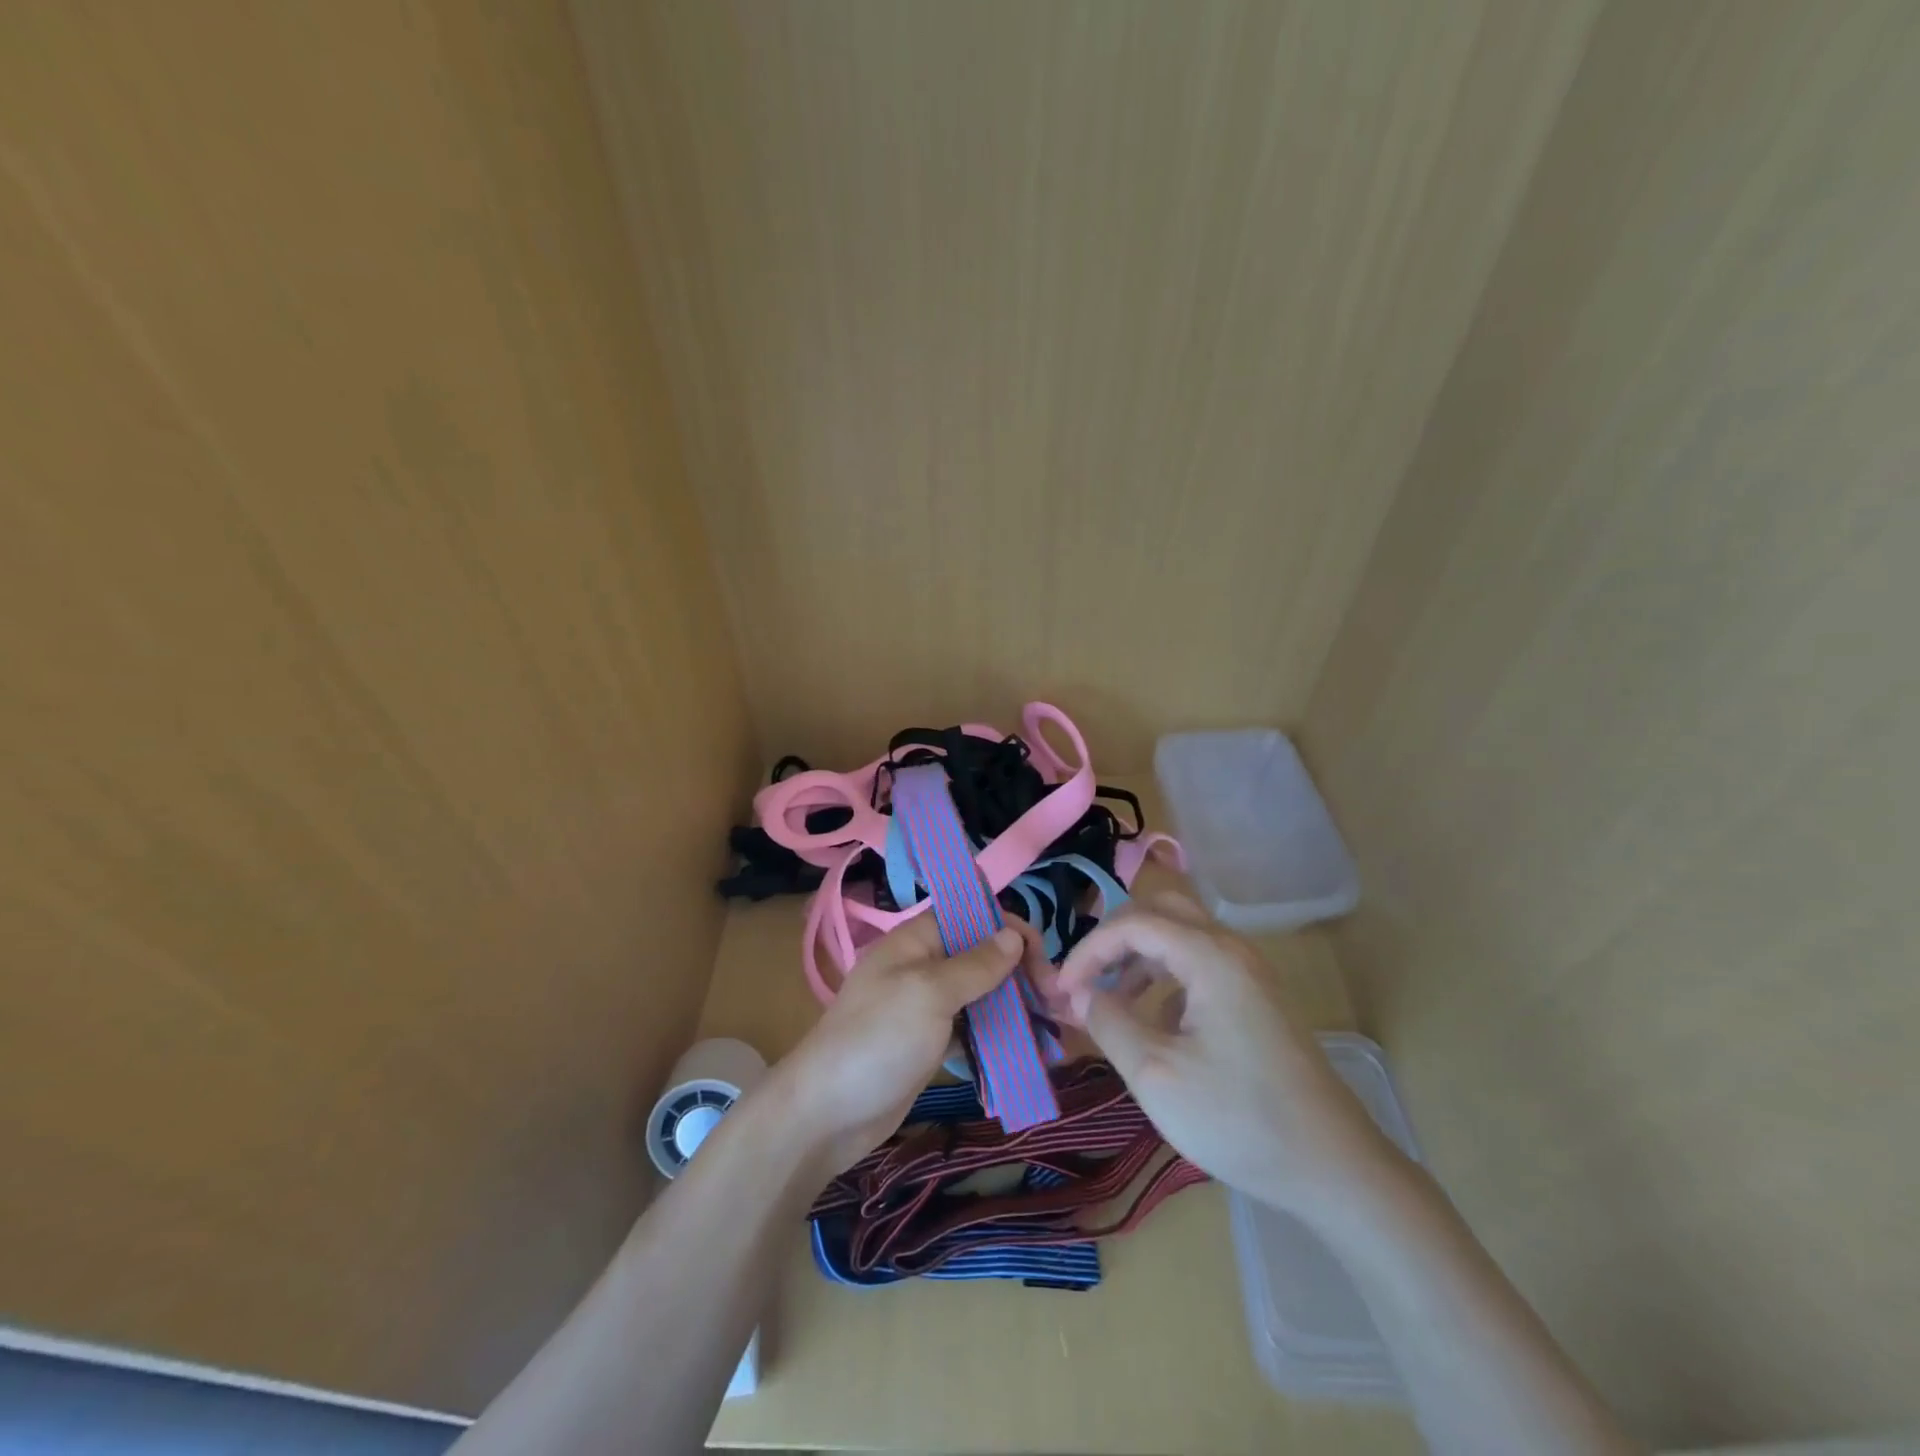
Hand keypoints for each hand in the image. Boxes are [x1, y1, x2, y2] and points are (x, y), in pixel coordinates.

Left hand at [773, 913, 1047, 1172]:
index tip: (1044, 962)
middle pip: (982, 956)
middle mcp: (923, 966)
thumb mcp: (929, 994)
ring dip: (1015, 1007)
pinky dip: (999, 1037)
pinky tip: (1027, 1053)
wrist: (825, 1114)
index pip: (973, 917)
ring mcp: (926, 1007)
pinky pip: (972, 1029)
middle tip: (1056, 1004)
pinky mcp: (930, 1044)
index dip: (1010, 931)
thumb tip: (1013, 935)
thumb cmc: (877, 1040)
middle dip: (1020, 973)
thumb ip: (974, 965)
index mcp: (916, 941)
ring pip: (981, 995)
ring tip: (1052, 1030)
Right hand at [1056, 891, 1394, 1219]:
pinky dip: (1166, 978)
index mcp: (1209, 956)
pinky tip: (1157, 1024)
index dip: (1088, 950)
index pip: (1132, 923)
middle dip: (1114, 939)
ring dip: (1139, 957)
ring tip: (1112, 1002)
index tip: (1062, 991)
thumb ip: (1109, 1022)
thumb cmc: (1239, 1118)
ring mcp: (1249, 973)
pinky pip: (1199, 964)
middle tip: (1087, 978)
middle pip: (1160, 911)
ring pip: (1180, 935)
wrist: (1334, 1167)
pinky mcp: (1256, 998)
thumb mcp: (1156, 1074)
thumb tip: (1080, 992)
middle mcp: (1231, 949)